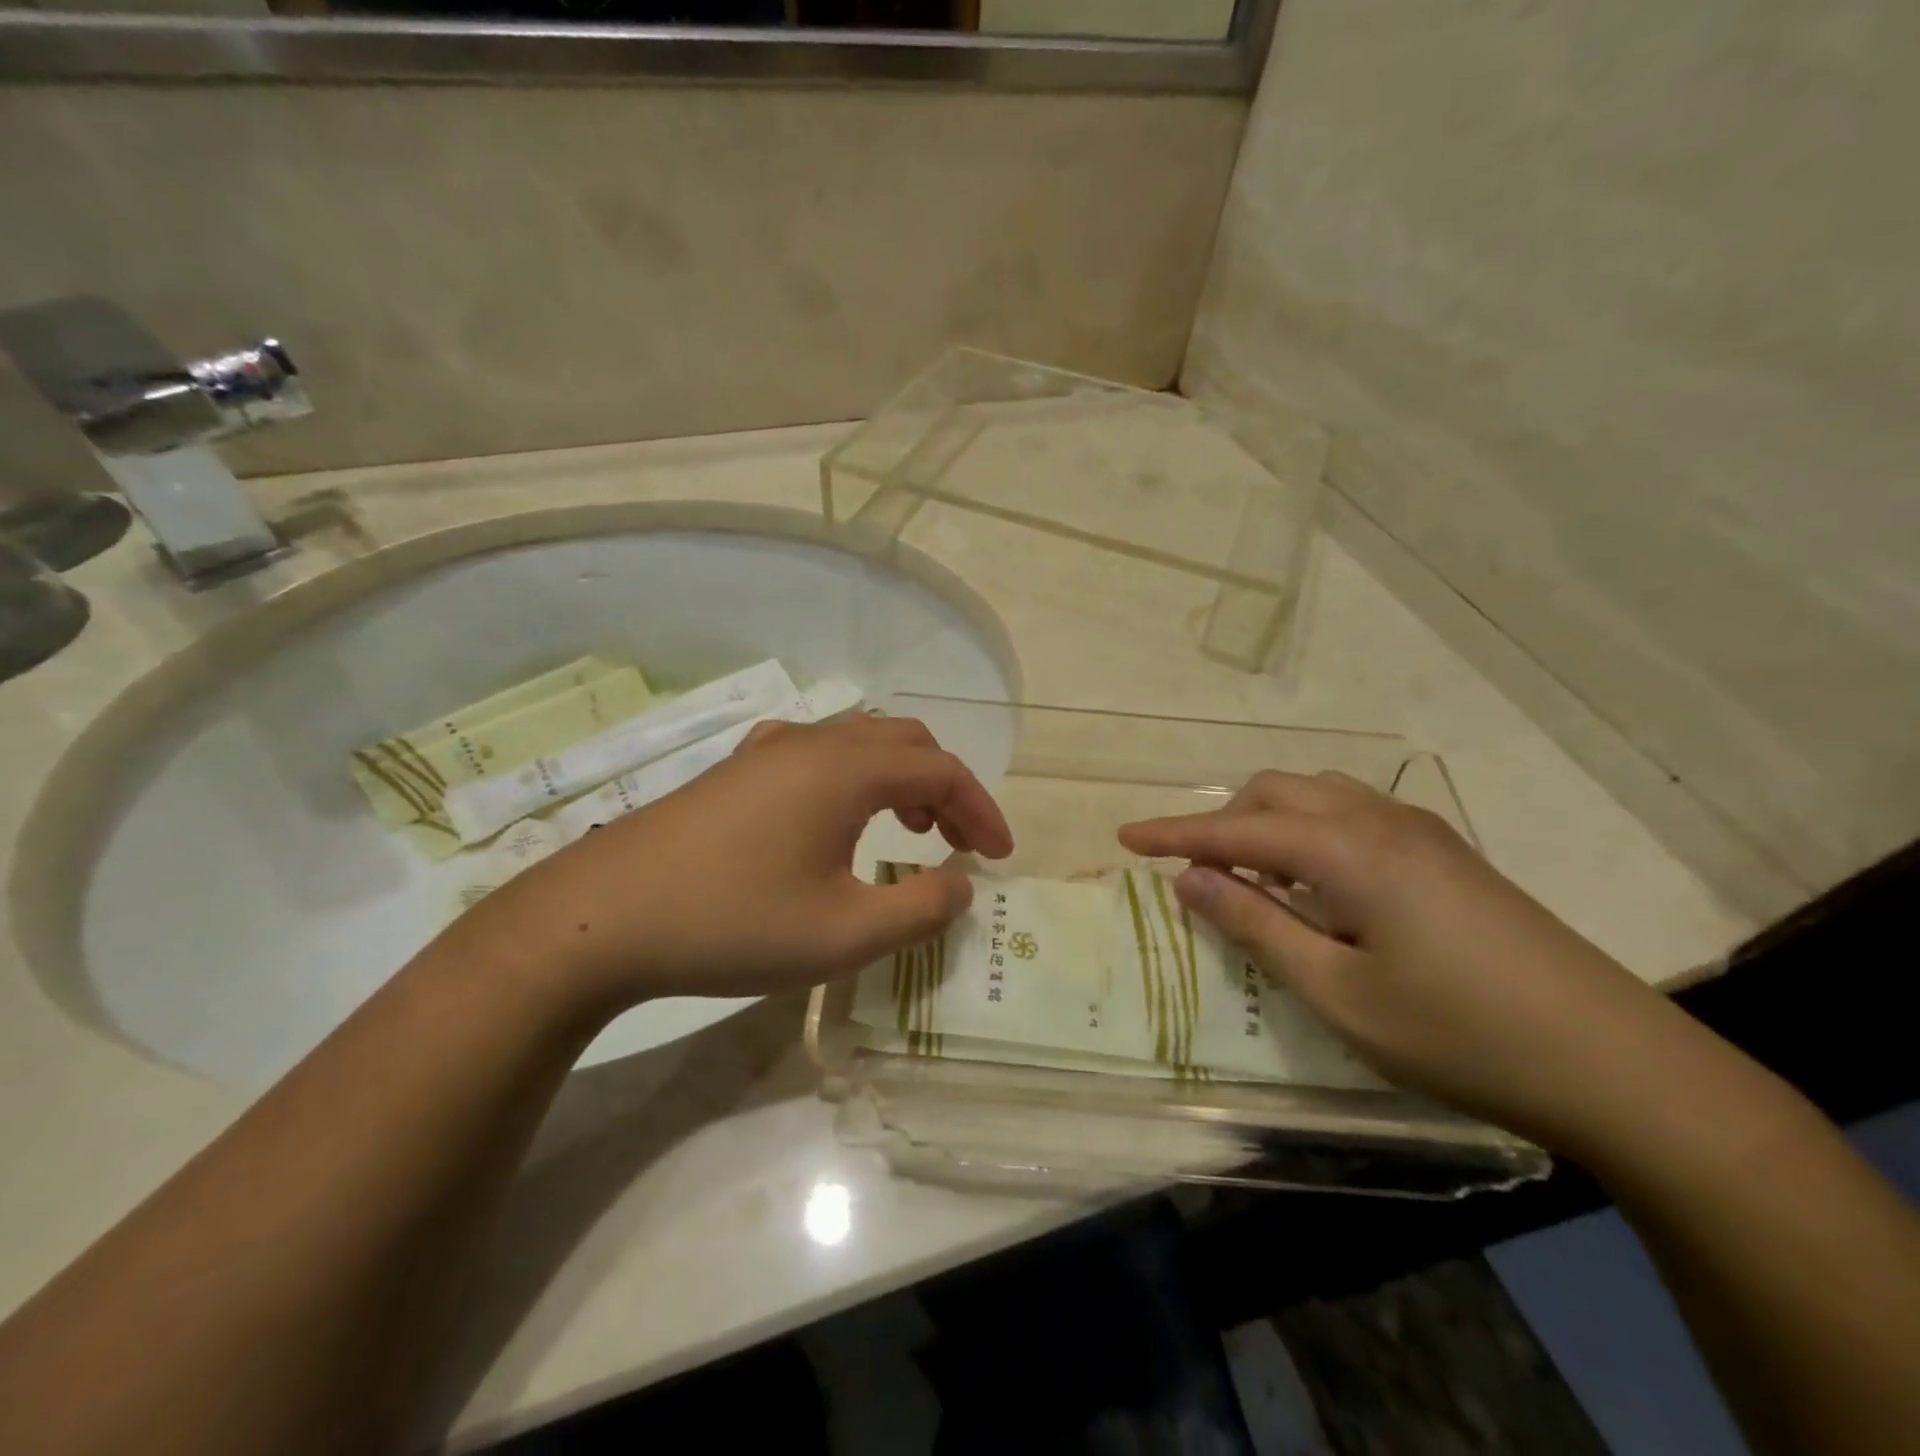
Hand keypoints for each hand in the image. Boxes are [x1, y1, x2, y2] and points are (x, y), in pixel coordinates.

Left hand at [455, 715, 1012, 1009]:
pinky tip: (836, 820)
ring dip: (900, 779)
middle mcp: (813, 742)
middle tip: (958, 842)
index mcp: (846, 769)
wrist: (600, 918)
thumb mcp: (843, 935)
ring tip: (909, 830)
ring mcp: (768, 750)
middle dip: (945, 788)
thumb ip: (919, 909)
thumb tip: (960, 885)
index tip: (1000, 856)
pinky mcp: (736, 770)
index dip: (981, 810)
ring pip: (860, 743)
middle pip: (905, 742)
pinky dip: (854, 778)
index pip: (941, 772)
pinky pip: (819, 754)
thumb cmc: (732, 923)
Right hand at [1119, 772, 1694, 1149]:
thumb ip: (1256, 925)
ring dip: (1269, 822)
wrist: (1618, 1065)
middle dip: (1223, 822)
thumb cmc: (1459, 1035)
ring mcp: (1420, 831)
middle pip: (1275, 793)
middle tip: (1197, 875)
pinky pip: (1352, 814)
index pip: (1235, 830)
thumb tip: (1190, 879)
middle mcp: (1379, 820)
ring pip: (1316, 796)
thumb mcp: (1336, 992)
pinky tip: (1317, 883)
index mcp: (1347, 850)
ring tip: (1254, 877)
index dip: (1174, 834)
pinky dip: (1310, 832)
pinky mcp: (1445, 852)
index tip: (1124, 837)